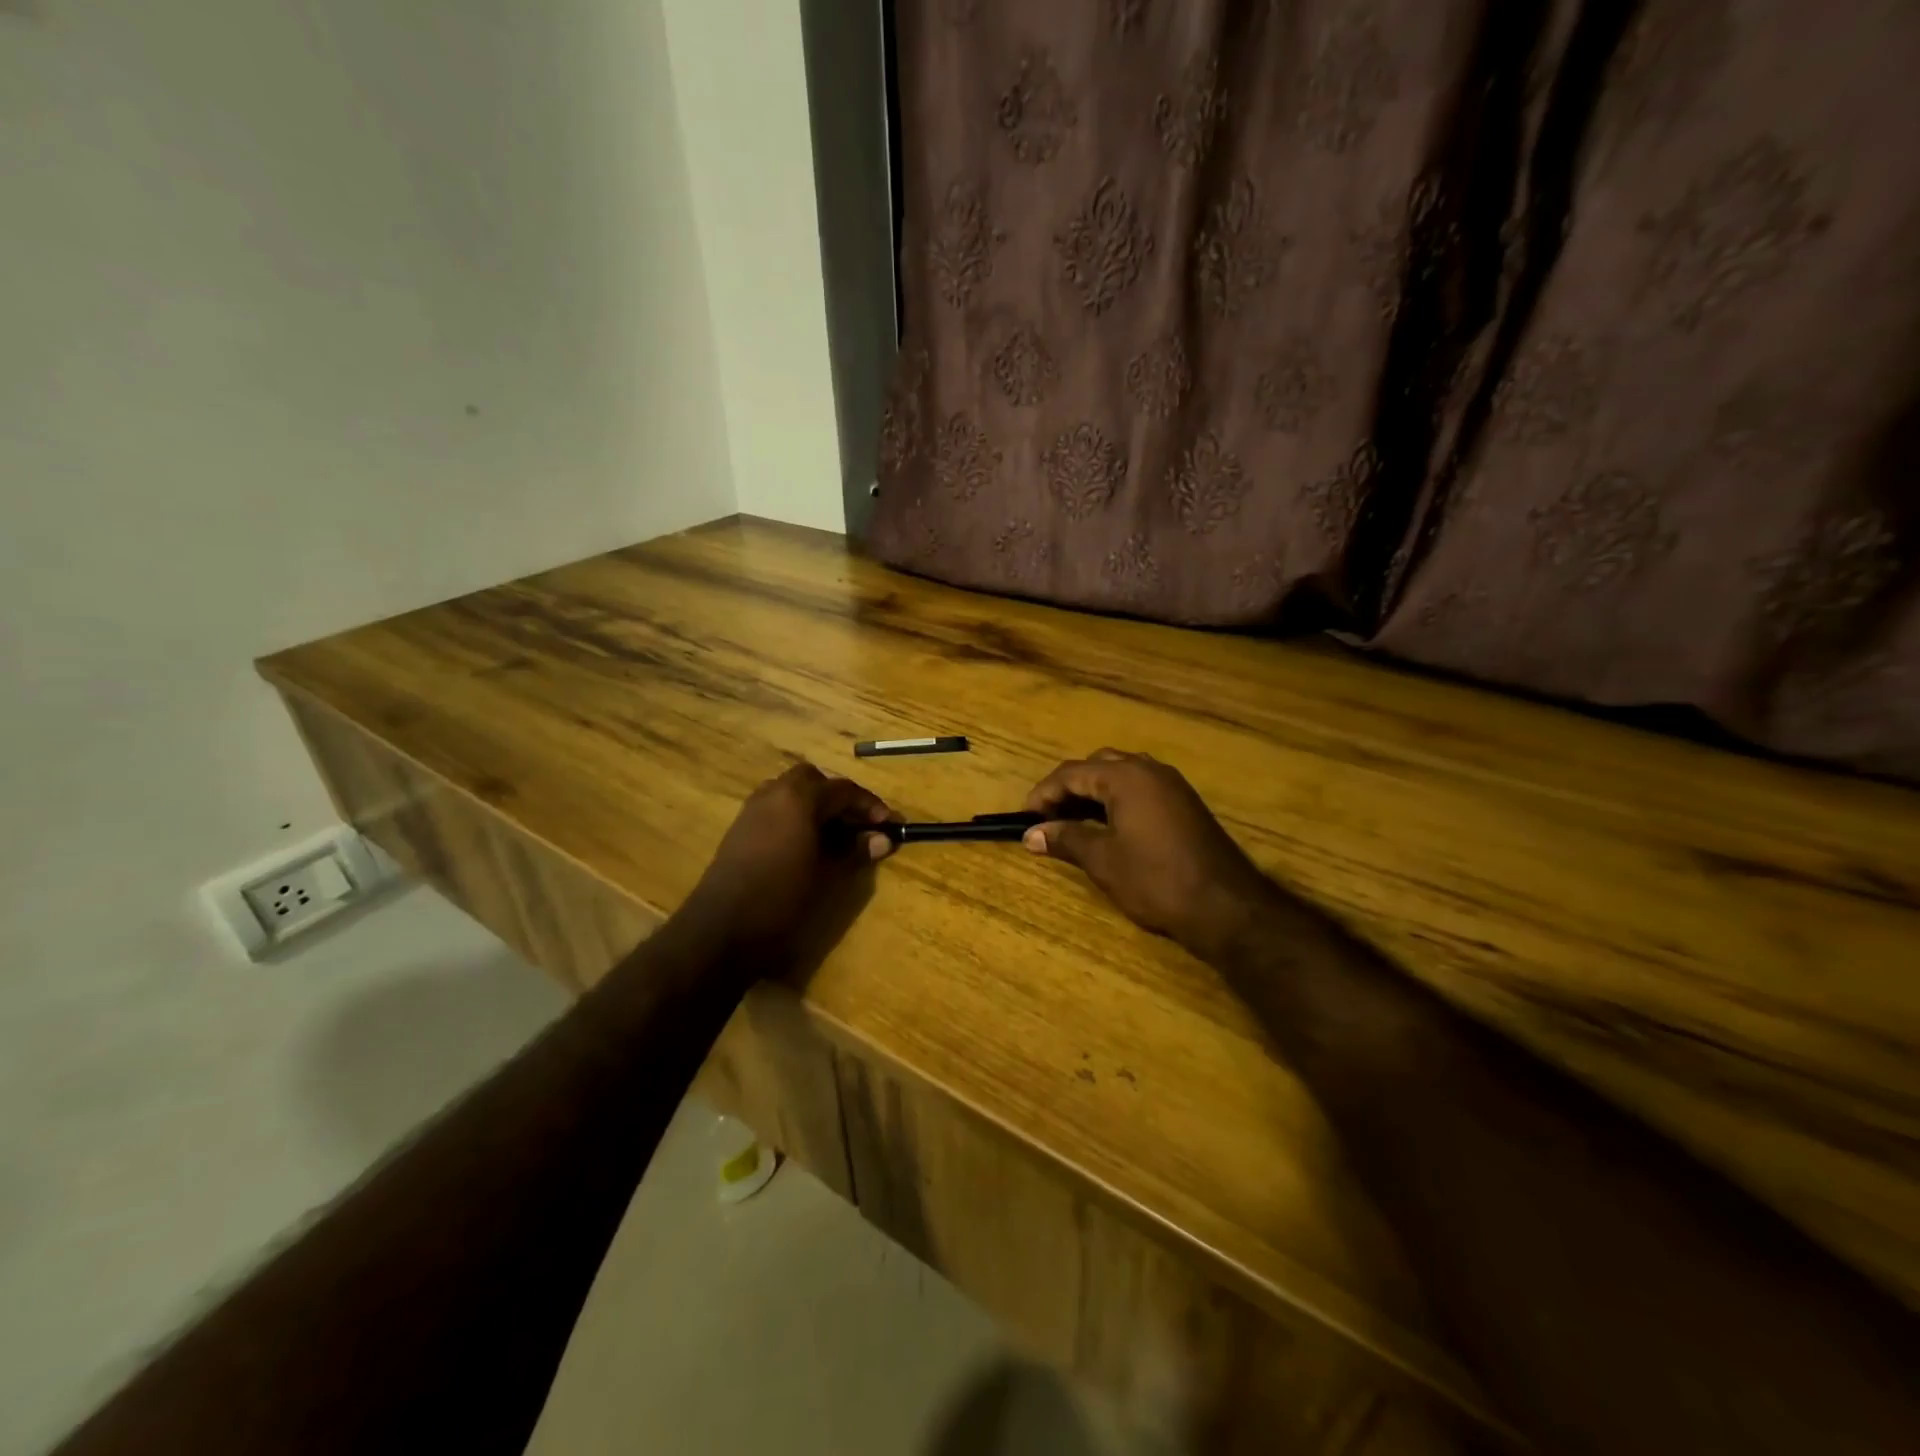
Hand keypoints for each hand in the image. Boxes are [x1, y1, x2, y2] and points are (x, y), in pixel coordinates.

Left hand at [680, 762, 895, 958]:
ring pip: (791, 790)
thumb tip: (882, 839)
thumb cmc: (782, 899)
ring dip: (815, 803)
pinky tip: (806, 843)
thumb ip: (855, 851)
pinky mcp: (740, 827)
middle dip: (840, 797)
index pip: (844, 789)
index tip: (889, 825)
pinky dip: (795, 814)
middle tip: (859, 824)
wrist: (722, 929)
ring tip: (834, 833)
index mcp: (799, 798)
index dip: (870, 805)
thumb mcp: (828, 876)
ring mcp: (753, 808)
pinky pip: (775, 806)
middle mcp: (774, 792)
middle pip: (815, 780)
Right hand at [1024, 749, 1286, 961]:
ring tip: (1072, 822)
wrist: (1225, 906)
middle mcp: (1149, 770)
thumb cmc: (1156, 880)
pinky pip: (1140, 788)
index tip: (1024, 818)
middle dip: (1068, 788)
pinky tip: (1107, 826)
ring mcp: (1171, 785)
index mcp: (1126, 777)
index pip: (1072, 773)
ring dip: (1093, 793)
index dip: (1043, 793)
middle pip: (1097, 766)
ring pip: (1121, 775)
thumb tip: (1031, 834)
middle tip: (1047, 817)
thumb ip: (1066, 839)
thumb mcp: (1103, 860)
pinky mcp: (1184, 803)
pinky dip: (1116, 800)